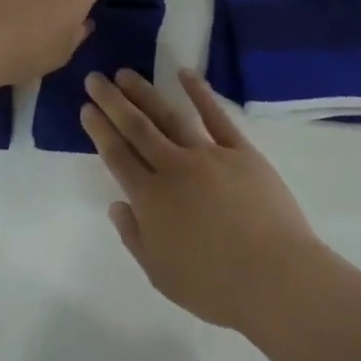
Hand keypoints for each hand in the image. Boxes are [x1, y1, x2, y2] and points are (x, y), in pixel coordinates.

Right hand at [83, 69, 324, 333]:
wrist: (274, 279)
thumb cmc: (215, 287)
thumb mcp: (161, 275)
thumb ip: (134, 237)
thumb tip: (117, 204)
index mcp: (151, 199)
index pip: (117, 156)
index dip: (100, 130)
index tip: (87, 108)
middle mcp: (173, 168)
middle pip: (136, 127)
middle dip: (112, 101)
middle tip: (95, 78)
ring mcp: (207, 154)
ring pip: (168, 116)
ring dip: (145, 92)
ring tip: (126, 74)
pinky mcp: (239, 150)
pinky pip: (215, 116)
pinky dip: (199, 92)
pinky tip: (184, 73)